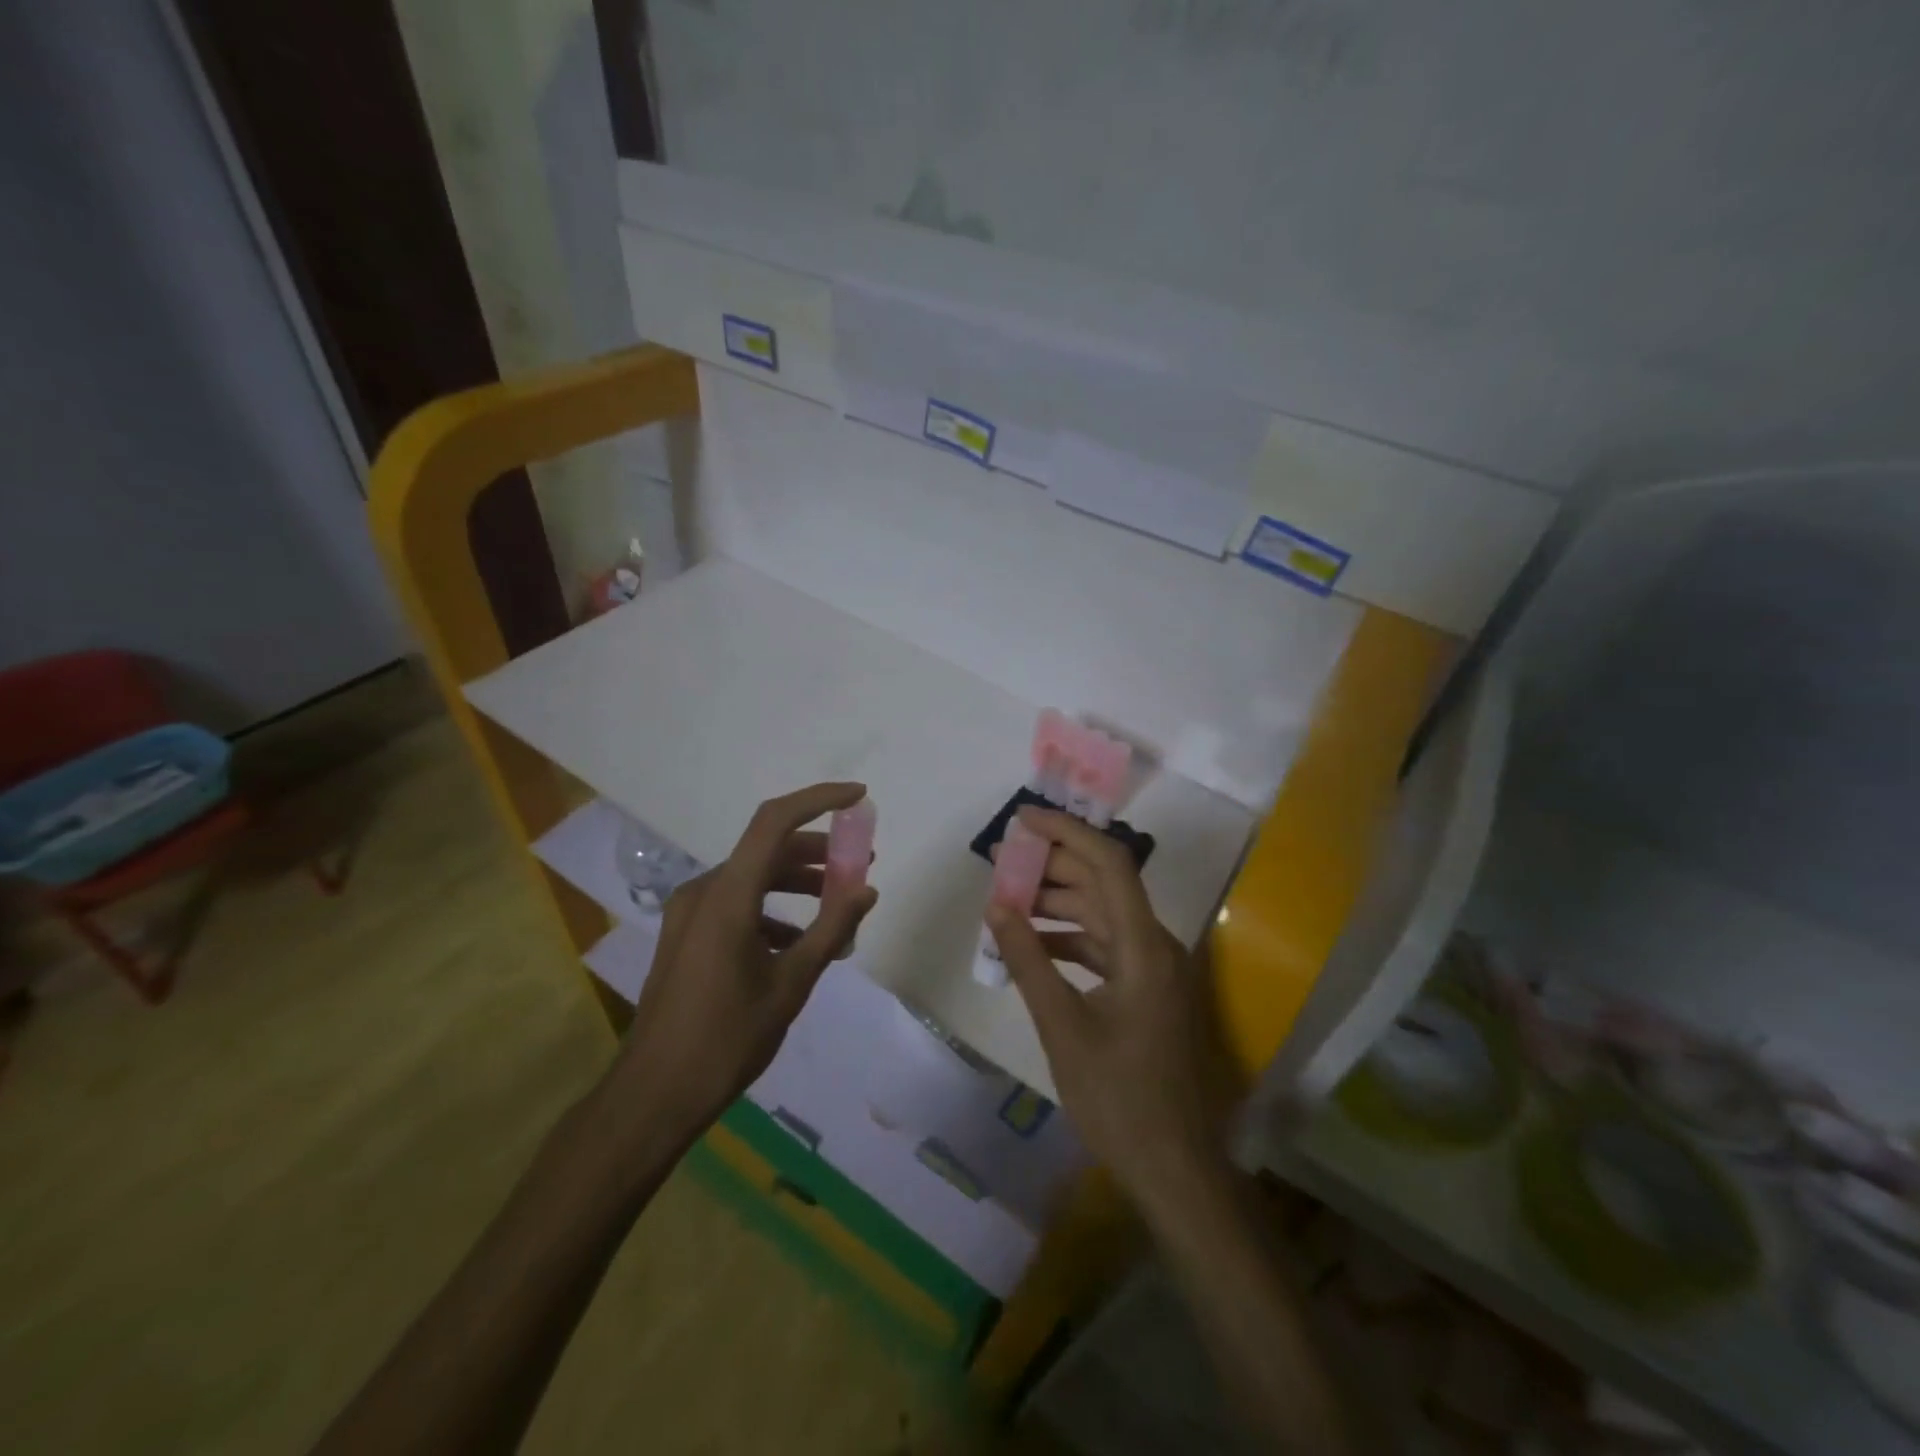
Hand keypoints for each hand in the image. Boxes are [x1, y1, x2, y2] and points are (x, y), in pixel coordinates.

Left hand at [604, 783, 877, 1143]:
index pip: (774, 821)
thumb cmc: (727, 1038)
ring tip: (837, 908)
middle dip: (818, 853)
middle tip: (860, 866)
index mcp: (728, 896)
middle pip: (768, 850)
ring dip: (797, 884)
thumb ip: (832, 929)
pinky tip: (797, 944)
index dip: (819, 799)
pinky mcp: (686, 935)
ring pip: (753, 878)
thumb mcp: (791, 984)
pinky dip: (772, 911)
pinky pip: (736, 905)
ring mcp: (689, 913)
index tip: (858, 797)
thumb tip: (866, 889)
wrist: (653, 1095)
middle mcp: (704, 891)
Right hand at [987, 807, 1238, 1213]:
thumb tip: (996, 907)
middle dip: (1052, 866)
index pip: (1109, 863)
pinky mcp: (1145, 990)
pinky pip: (1103, 946)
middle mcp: (1155, 945)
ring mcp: (1153, 969)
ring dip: (1056, 903)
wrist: (1173, 1168)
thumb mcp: (1063, 1027)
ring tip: (1005, 902)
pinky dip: (1068, 938)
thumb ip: (1029, 960)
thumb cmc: (1118, 1099)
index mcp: (1145, 946)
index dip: (1067, 832)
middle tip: (1000, 863)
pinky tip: (1031, 946)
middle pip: (1104, 883)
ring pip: (1101, 914)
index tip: (1022, 820)